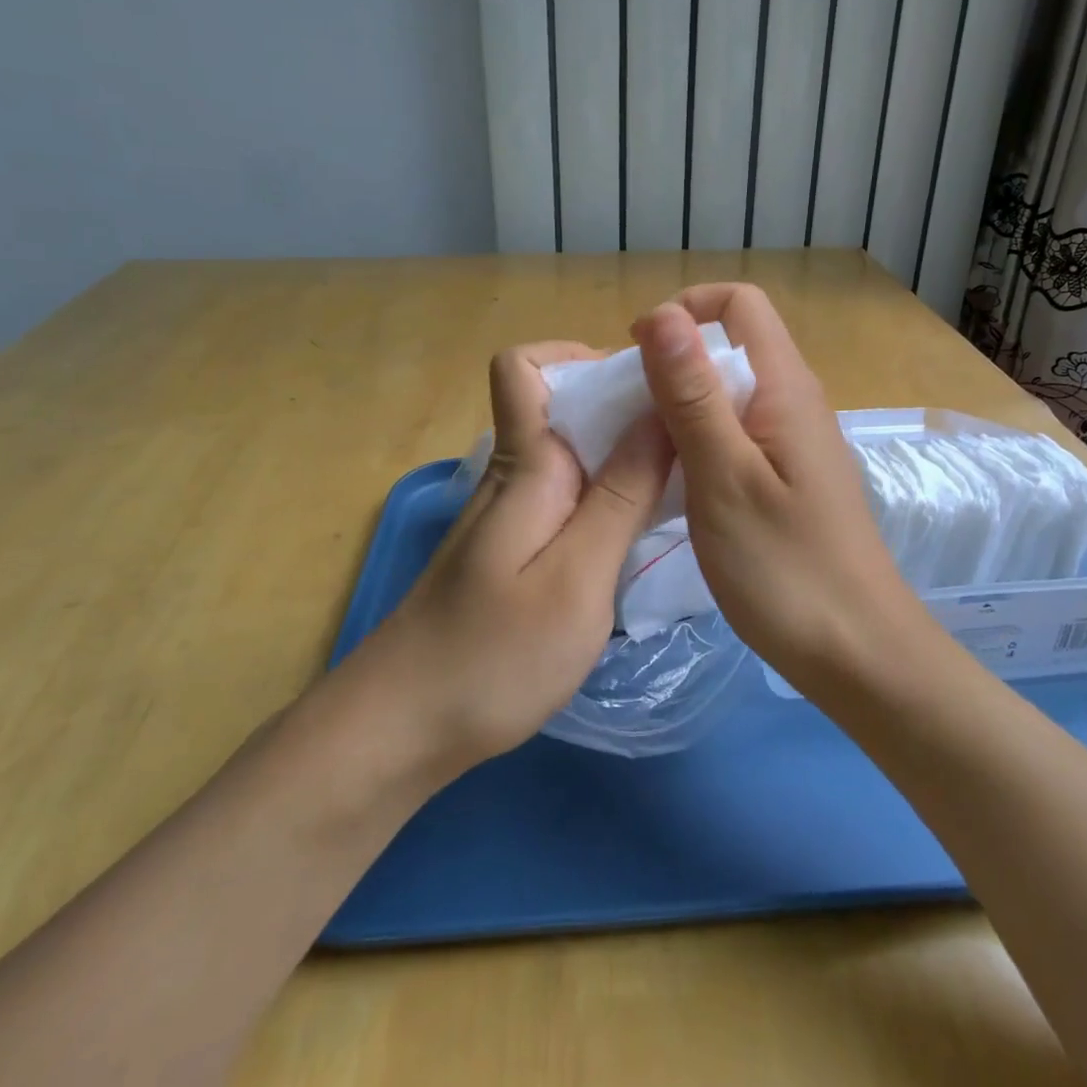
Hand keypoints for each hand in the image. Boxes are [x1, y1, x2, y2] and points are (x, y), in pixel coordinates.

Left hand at [347, 342, 672, 778]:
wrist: (399, 729)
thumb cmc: (494, 656)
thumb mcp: (577, 578)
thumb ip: (621, 496)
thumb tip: (659, 414)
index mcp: (525, 465)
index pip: (524, 366)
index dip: (577, 356)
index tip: (643, 384)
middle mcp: (513, 476)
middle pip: (559, 405)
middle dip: (622, 406)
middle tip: (688, 438)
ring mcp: (508, 515)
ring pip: (568, 452)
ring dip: (620, 453)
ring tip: (678, 480)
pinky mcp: (511, 550)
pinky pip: (565, 495)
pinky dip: (605, 495)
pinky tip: (637, 531)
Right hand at [630, 285, 927, 690]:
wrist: (857, 653)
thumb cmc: (785, 567)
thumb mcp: (724, 477)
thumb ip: (692, 394)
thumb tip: (663, 314)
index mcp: (785, 387)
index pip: (738, 303)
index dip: (683, 311)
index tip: (636, 356)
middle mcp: (794, 400)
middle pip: (731, 343)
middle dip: (673, 359)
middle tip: (628, 409)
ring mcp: (794, 441)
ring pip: (730, 391)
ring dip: (681, 402)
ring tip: (642, 445)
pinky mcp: (788, 476)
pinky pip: (737, 431)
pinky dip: (699, 438)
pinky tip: (674, 479)